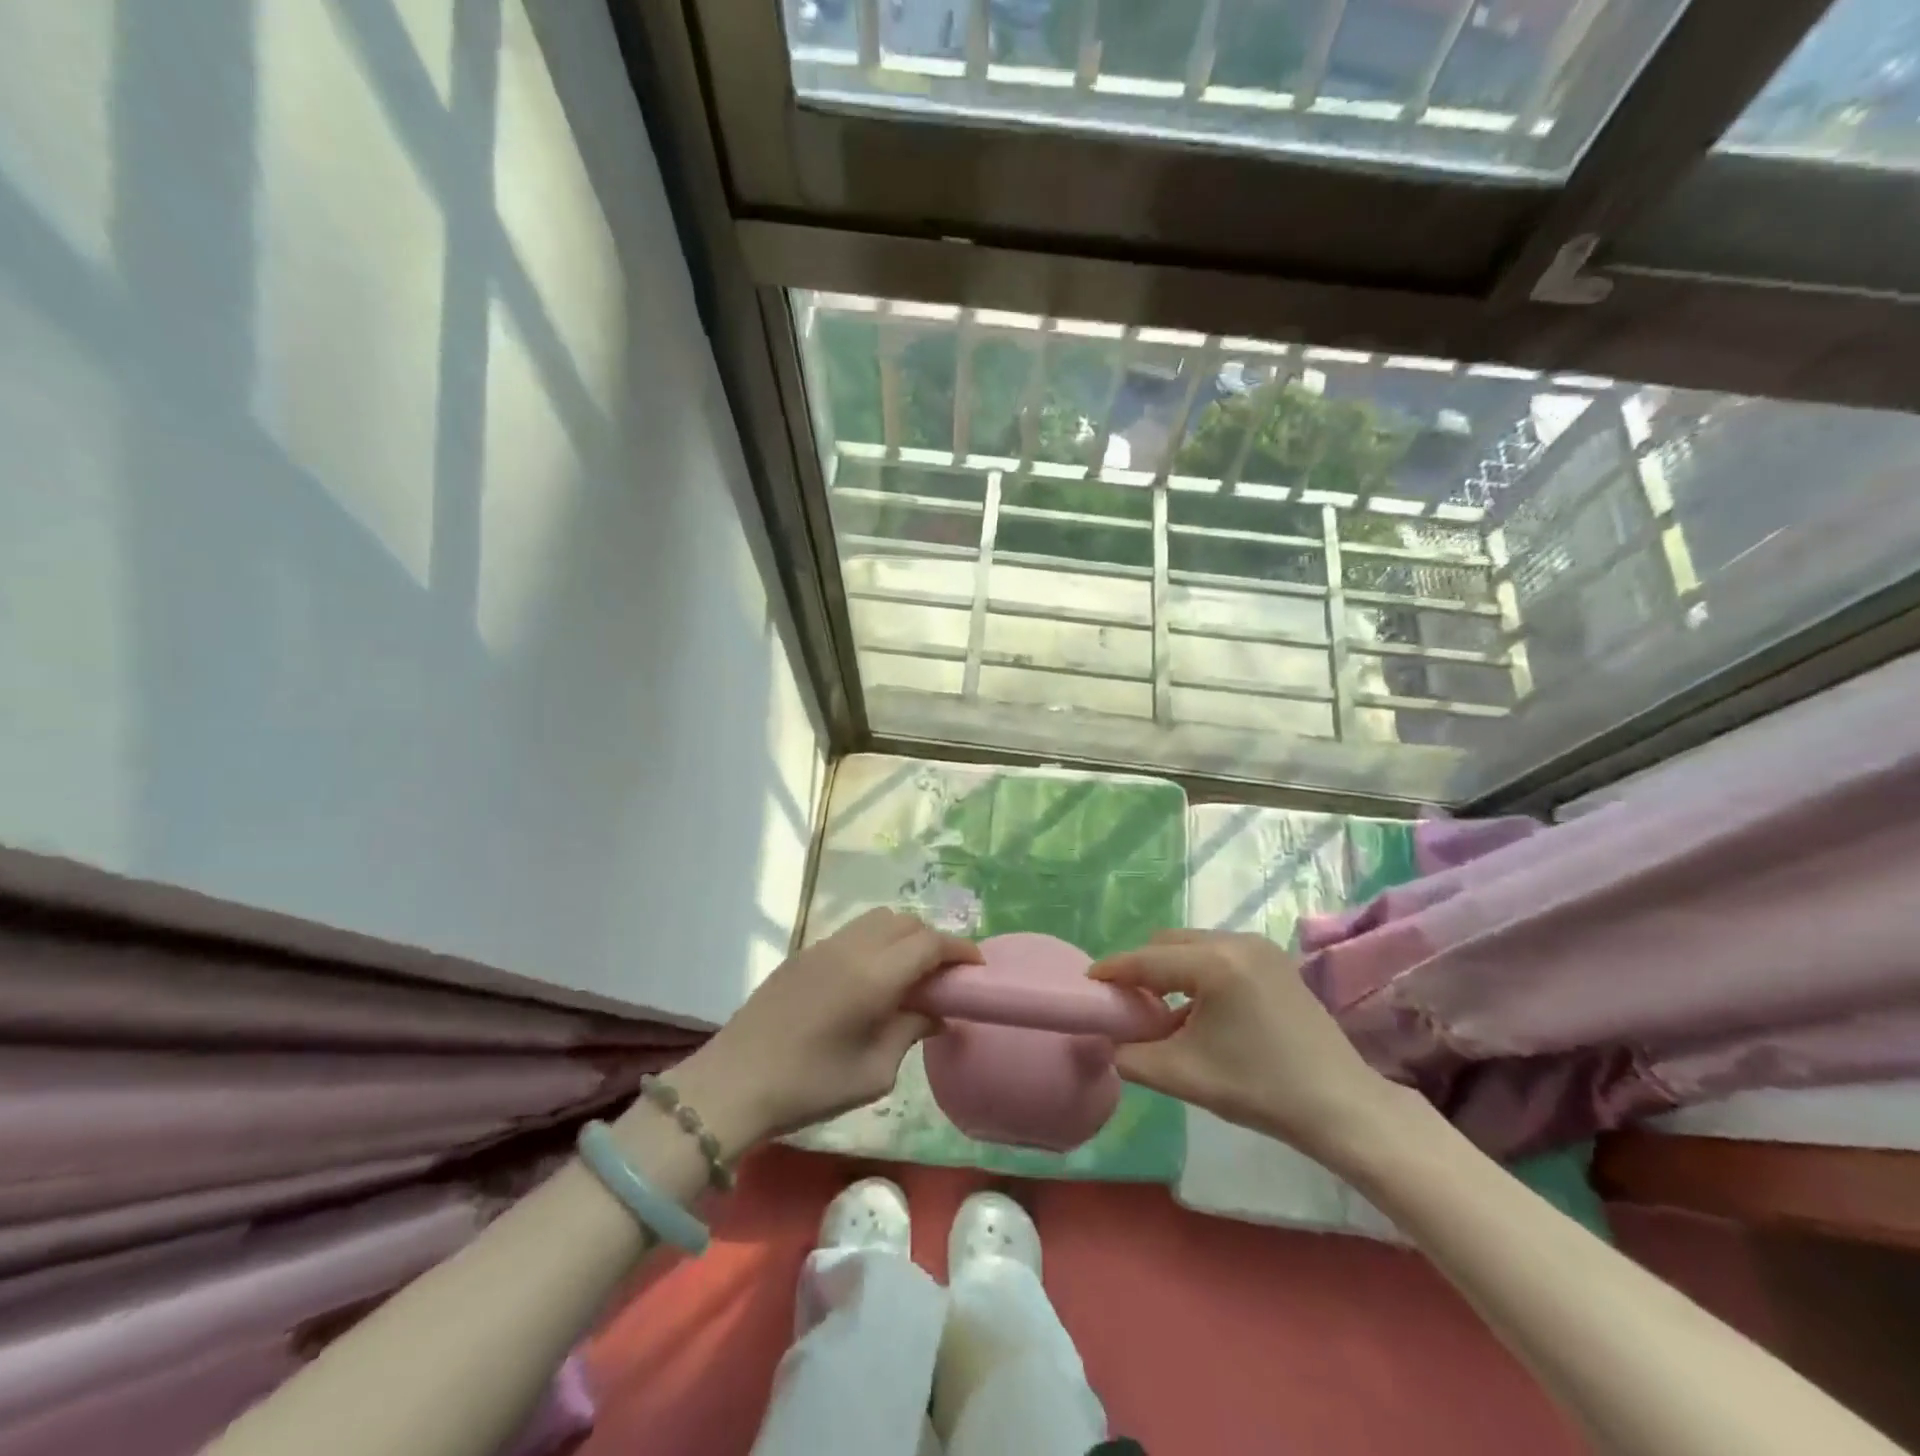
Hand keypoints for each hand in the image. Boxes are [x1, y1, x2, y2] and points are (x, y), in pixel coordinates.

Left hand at [674, 909, 981, 1151]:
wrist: (733, 1083)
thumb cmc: (809, 1086)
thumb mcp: (874, 1072)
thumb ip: (910, 1032)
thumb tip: (934, 1013)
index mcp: (873, 976)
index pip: (929, 943)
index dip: (959, 950)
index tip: (976, 968)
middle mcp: (851, 948)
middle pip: (905, 921)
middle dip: (932, 940)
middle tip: (943, 974)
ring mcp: (823, 946)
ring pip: (877, 920)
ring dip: (902, 936)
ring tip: (909, 973)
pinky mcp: (802, 954)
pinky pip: (852, 933)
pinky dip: (875, 942)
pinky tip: (870, 978)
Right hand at [1090, 929, 1408, 1162]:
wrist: (1342, 1106)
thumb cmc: (1259, 1088)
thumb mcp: (1183, 1075)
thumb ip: (1132, 1055)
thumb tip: (1108, 1041)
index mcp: (1214, 963)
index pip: (1146, 960)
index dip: (1112, 972)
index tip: (1087, 984)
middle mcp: (1235, 941)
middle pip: (1167, 943)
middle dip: (1141, 969)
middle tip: (1125, 1004)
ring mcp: (1259, 947)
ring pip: (1192, 946)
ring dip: (1169, 971)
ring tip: (1160, 1010)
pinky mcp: (1273, 960)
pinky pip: (1217, 954)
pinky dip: (1196, 973)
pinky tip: (1197, 1009)